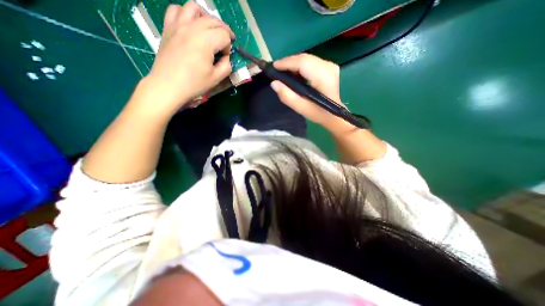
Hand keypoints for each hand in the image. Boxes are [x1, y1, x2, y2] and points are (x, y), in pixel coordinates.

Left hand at [140, 2, 234, 115]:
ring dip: (206, 17)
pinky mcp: (168, 28)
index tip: (225, 57)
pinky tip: (190, 25)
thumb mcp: (216, 78)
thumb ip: (226, 66)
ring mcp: (177, 25)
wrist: (168, 85)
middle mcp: (192, 27)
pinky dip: (186, 14)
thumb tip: (225, 58)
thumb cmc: (194, 84)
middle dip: (223, 31)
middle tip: (225, 43)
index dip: (228, 46)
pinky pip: (176, 10)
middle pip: (213, 20)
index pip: (224, 35)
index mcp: (205, 41)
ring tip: (209, 29)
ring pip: (194, 7)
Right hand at [271, 54, 343, 128]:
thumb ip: (287, 96)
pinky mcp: (328, 67)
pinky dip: (300, 65)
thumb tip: (274, 83)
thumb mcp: (301, 108)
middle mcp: (328, 67)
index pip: (303, 63)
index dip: (287, 63)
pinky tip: (293, 73)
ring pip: (307, 58)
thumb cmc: (318, 113)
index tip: (274, 66)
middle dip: (289, 62)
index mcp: (323, 77)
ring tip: (283, 71)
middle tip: (276, 70)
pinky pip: (311, 61)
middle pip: (304, 58)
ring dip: (293, 64)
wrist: (334, 115)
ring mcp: (330, 65)